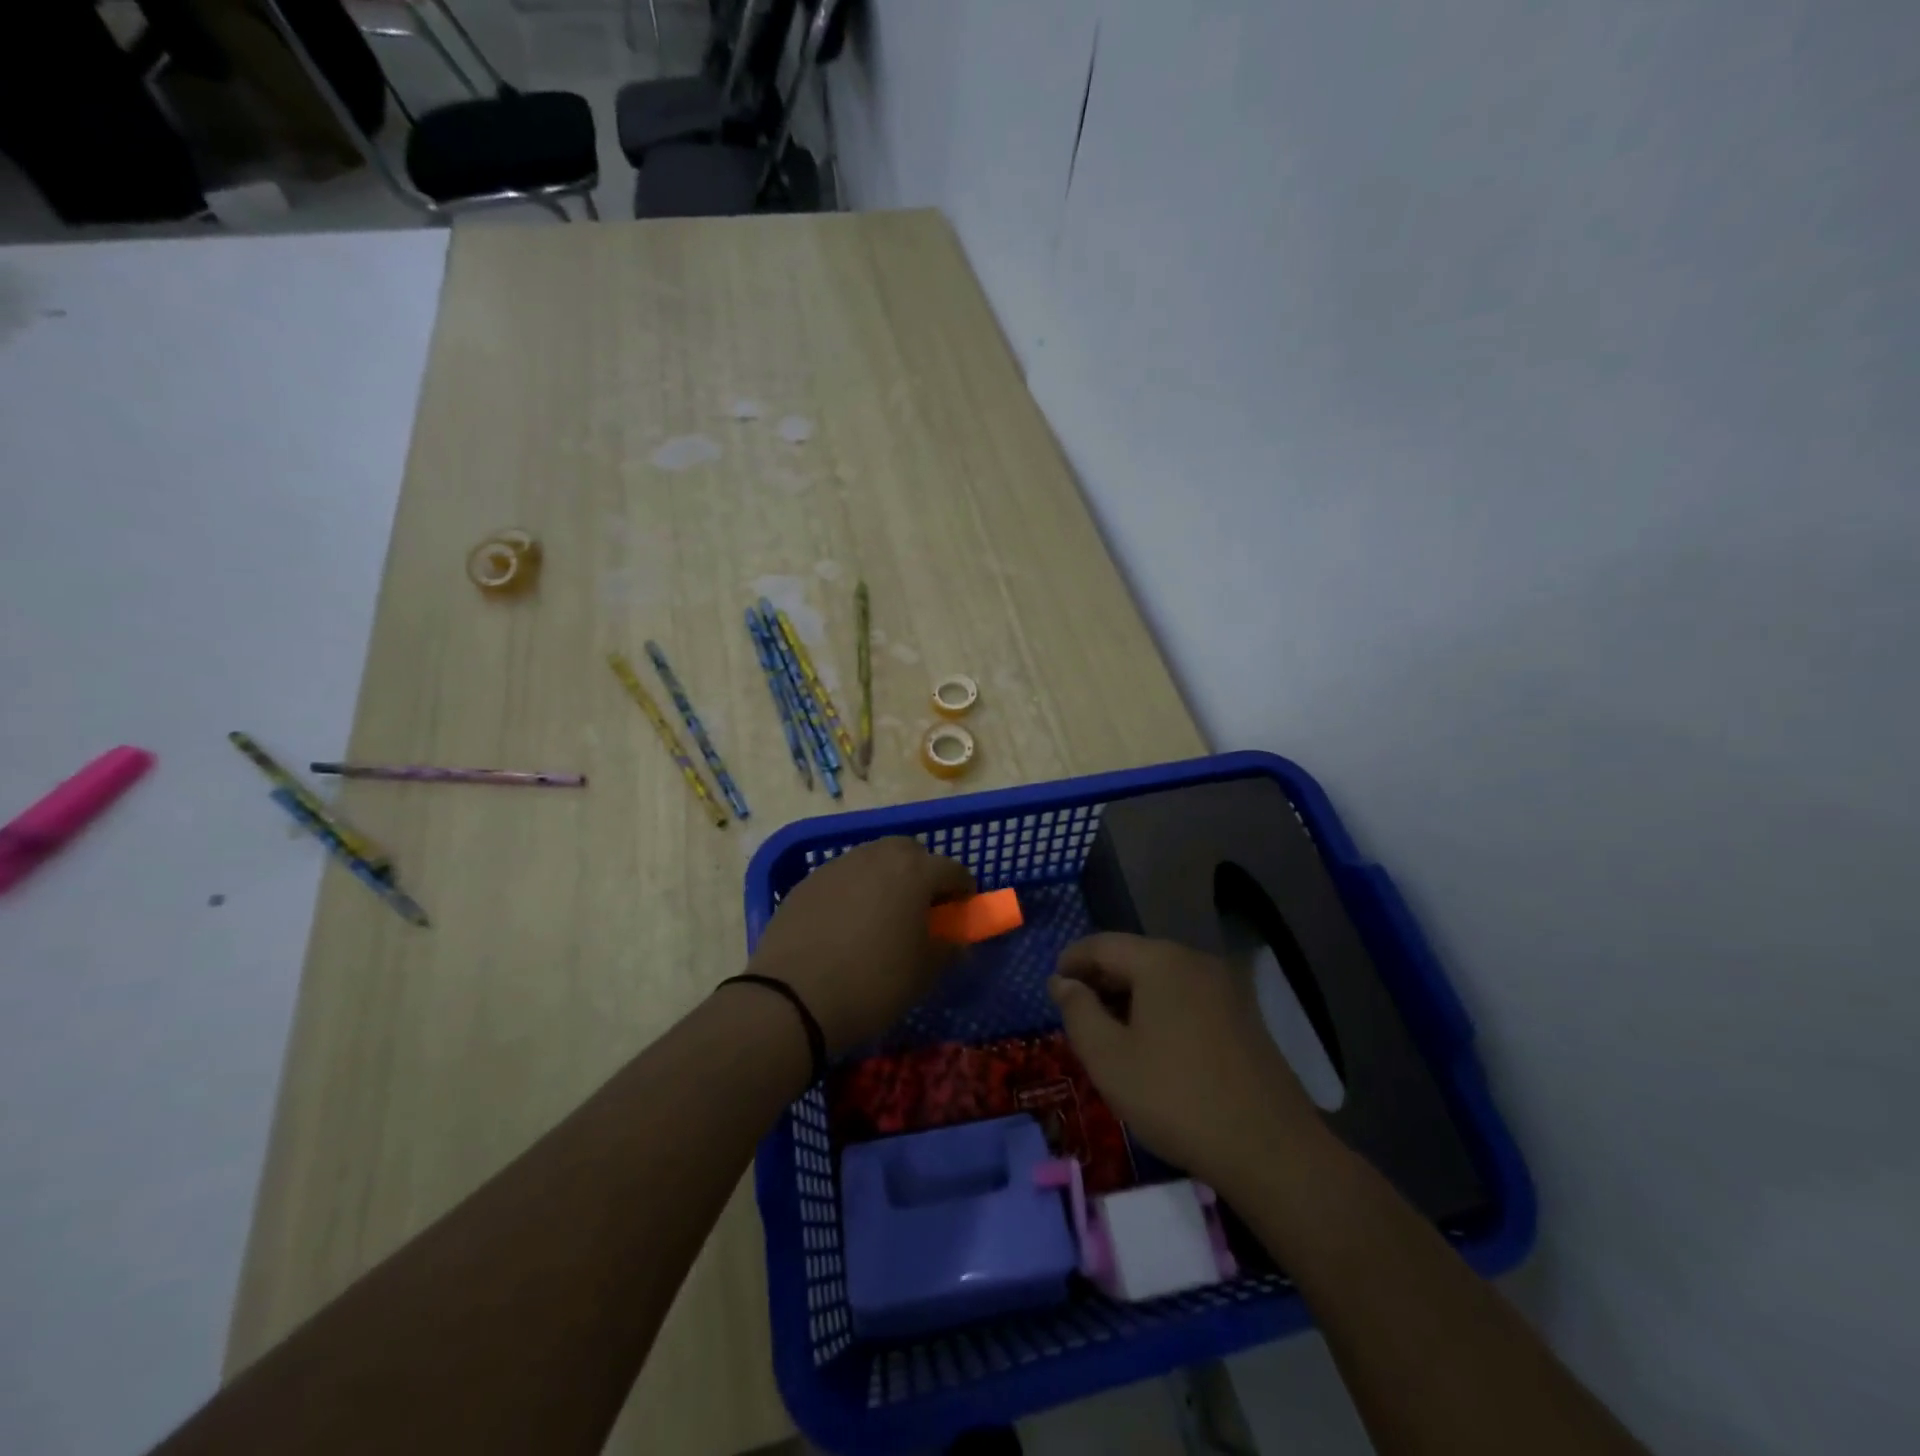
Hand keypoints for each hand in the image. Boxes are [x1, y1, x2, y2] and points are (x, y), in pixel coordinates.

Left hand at [746, 836, 974, 1055]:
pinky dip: (854, 890)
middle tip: (922, 907)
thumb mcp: (924, 974)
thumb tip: (955, 941)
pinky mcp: (807, 882)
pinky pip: (843, 877)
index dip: (963, 890)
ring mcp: (838, 866)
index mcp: (914, 872)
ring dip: (886, 878)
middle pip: (910, 852)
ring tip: (883, 914)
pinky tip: (846, 923)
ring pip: (873, 859)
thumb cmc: (873, 983)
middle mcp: (877, 856)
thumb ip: (948, 949)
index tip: (963, 912)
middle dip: (923, 872)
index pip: (953, 870)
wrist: (793, 997)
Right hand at [1049, 933, 1324, 1192]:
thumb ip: (1078, 1011)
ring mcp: (1225, 987)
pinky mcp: (1243, 1015)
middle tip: (1076, 1014)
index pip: (1102, 945)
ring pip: (1162, 978)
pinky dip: (1160, 1008)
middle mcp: (1195, 960)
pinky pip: (1187, 996)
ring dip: (1130, 995)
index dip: (1071, 961)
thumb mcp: (1108, 1058)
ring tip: (1109, 1032)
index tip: (1052, 987)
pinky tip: (1152, 1044)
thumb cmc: (1176, 1098)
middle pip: (1134, 956)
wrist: (1269, 1149)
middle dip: (1100, 979)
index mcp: (1161, 960)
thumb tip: (1062, 981)